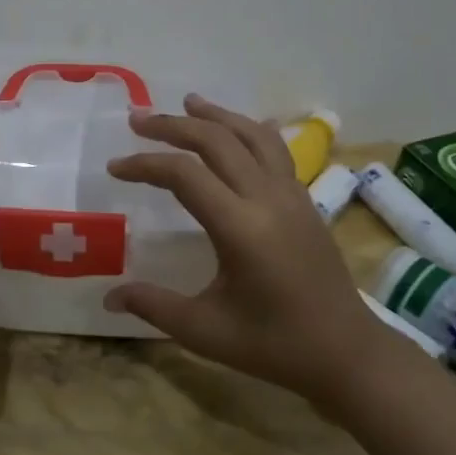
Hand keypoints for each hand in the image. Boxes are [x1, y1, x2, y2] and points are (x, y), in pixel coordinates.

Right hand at [104, 94, 395, 400]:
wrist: (347, 352)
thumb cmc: (275, 345)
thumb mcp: (206, 331)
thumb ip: (154, 306)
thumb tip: (108, 297)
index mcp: (241, 227)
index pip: (184, 175)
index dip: (145, 164)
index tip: (115, 168)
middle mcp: (268, 199)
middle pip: (217, 141)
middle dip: (173, 126)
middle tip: (138, 120)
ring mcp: (292, 195)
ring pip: (252, 136)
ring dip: (216, 116)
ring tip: (187, 102)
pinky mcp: (305, 201)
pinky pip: (275, 150)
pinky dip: (249, 131)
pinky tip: (239, 129)